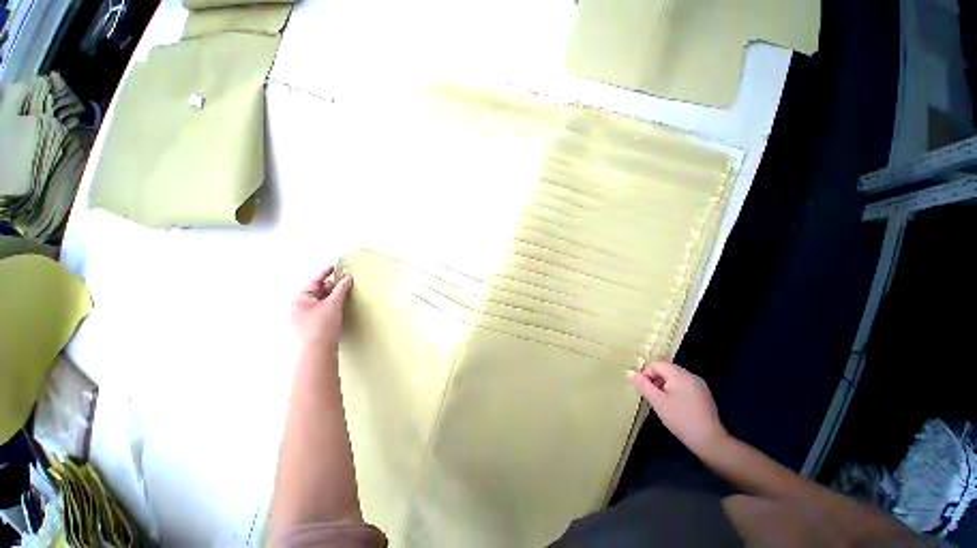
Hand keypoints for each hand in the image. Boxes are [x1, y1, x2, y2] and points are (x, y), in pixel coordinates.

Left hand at [292, 266, 352, 350]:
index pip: (314, 280)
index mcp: (300, 298)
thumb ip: (341, 289)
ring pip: (319, 299)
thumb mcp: (334, 303)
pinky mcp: (310, 323)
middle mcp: (299, 306)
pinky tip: (338, 305)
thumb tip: (347, 278)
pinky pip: (320, 308)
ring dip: (331, 295)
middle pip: (316, 289)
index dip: (325, 272)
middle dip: (330, 285)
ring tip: (343, 293)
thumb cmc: (323, 325)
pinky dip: (329, 303)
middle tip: (344, 282)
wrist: (319, 349)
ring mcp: (303, 315)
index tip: (335, 266)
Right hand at [630, 361, 727, 456]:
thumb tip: (630, 372)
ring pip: (674, 378)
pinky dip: (675, 391)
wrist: (710, 441)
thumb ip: (643, 385)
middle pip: (666, 369)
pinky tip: (675, 407)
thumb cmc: (681, 419)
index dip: (646, 374)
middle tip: (652, 397)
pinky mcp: (703, 395)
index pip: (656, 364)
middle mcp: (691, 376)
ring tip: (662, 403)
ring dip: (664, 386)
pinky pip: (683, 386)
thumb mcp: (657, 401)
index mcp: (680, 374)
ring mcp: (699, 385)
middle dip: (655, 380)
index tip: (644, 390)